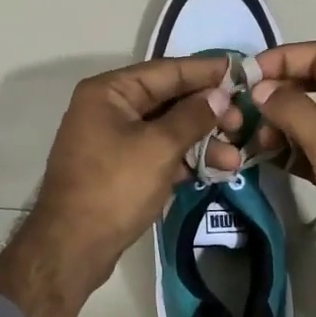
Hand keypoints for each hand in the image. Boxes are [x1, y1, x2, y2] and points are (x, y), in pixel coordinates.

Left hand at [0, 56, 229, 316]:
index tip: (240, 69)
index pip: (166, 71)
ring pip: (168, 129)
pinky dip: (187, 159)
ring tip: (236, 156)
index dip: (205, 71)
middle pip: (169, 100)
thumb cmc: (114, 187)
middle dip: (208, 112)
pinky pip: (161, 153)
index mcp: (109, 92)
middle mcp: (109, 108)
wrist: (73, 247)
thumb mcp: (159, 147)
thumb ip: (193, 116)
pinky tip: (218, 169)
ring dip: (203, 141)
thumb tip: (220, 95)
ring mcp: (114, 140)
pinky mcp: (122, 169)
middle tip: (243, 121)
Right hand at [249, 41, 315, 316]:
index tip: (247, 74)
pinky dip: (291, 149)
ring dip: (281, 124)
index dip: (284, 59)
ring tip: (252, 139)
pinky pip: (315, 147)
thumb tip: (260, 89)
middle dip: (279, 94)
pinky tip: (264, 156)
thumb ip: (292, 110)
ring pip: (313, 118)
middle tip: (242, 107)